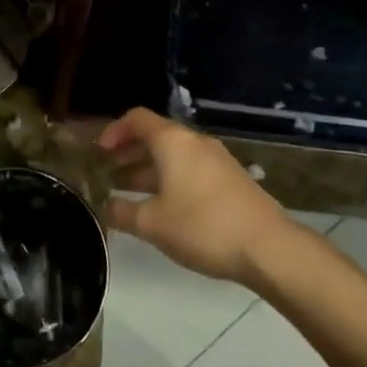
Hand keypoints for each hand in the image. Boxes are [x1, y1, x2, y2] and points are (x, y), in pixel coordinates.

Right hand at [98, 108, 291, 285]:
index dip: (113, 131)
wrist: (269, 248)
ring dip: (148, 168)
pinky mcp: (231, 179)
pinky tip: (163, 205)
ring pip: (174, 154)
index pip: (136, 119)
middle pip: (155, 135)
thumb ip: (122, 212)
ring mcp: (216, 159)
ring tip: (128, 190)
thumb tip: (104, 207)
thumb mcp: (152, 224)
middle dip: (129, 151)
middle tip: (107, 171)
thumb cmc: (202, 227)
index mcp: (172, 142)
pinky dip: (170, 178)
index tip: (98, 152)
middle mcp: (194, 142)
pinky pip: (191, 168)